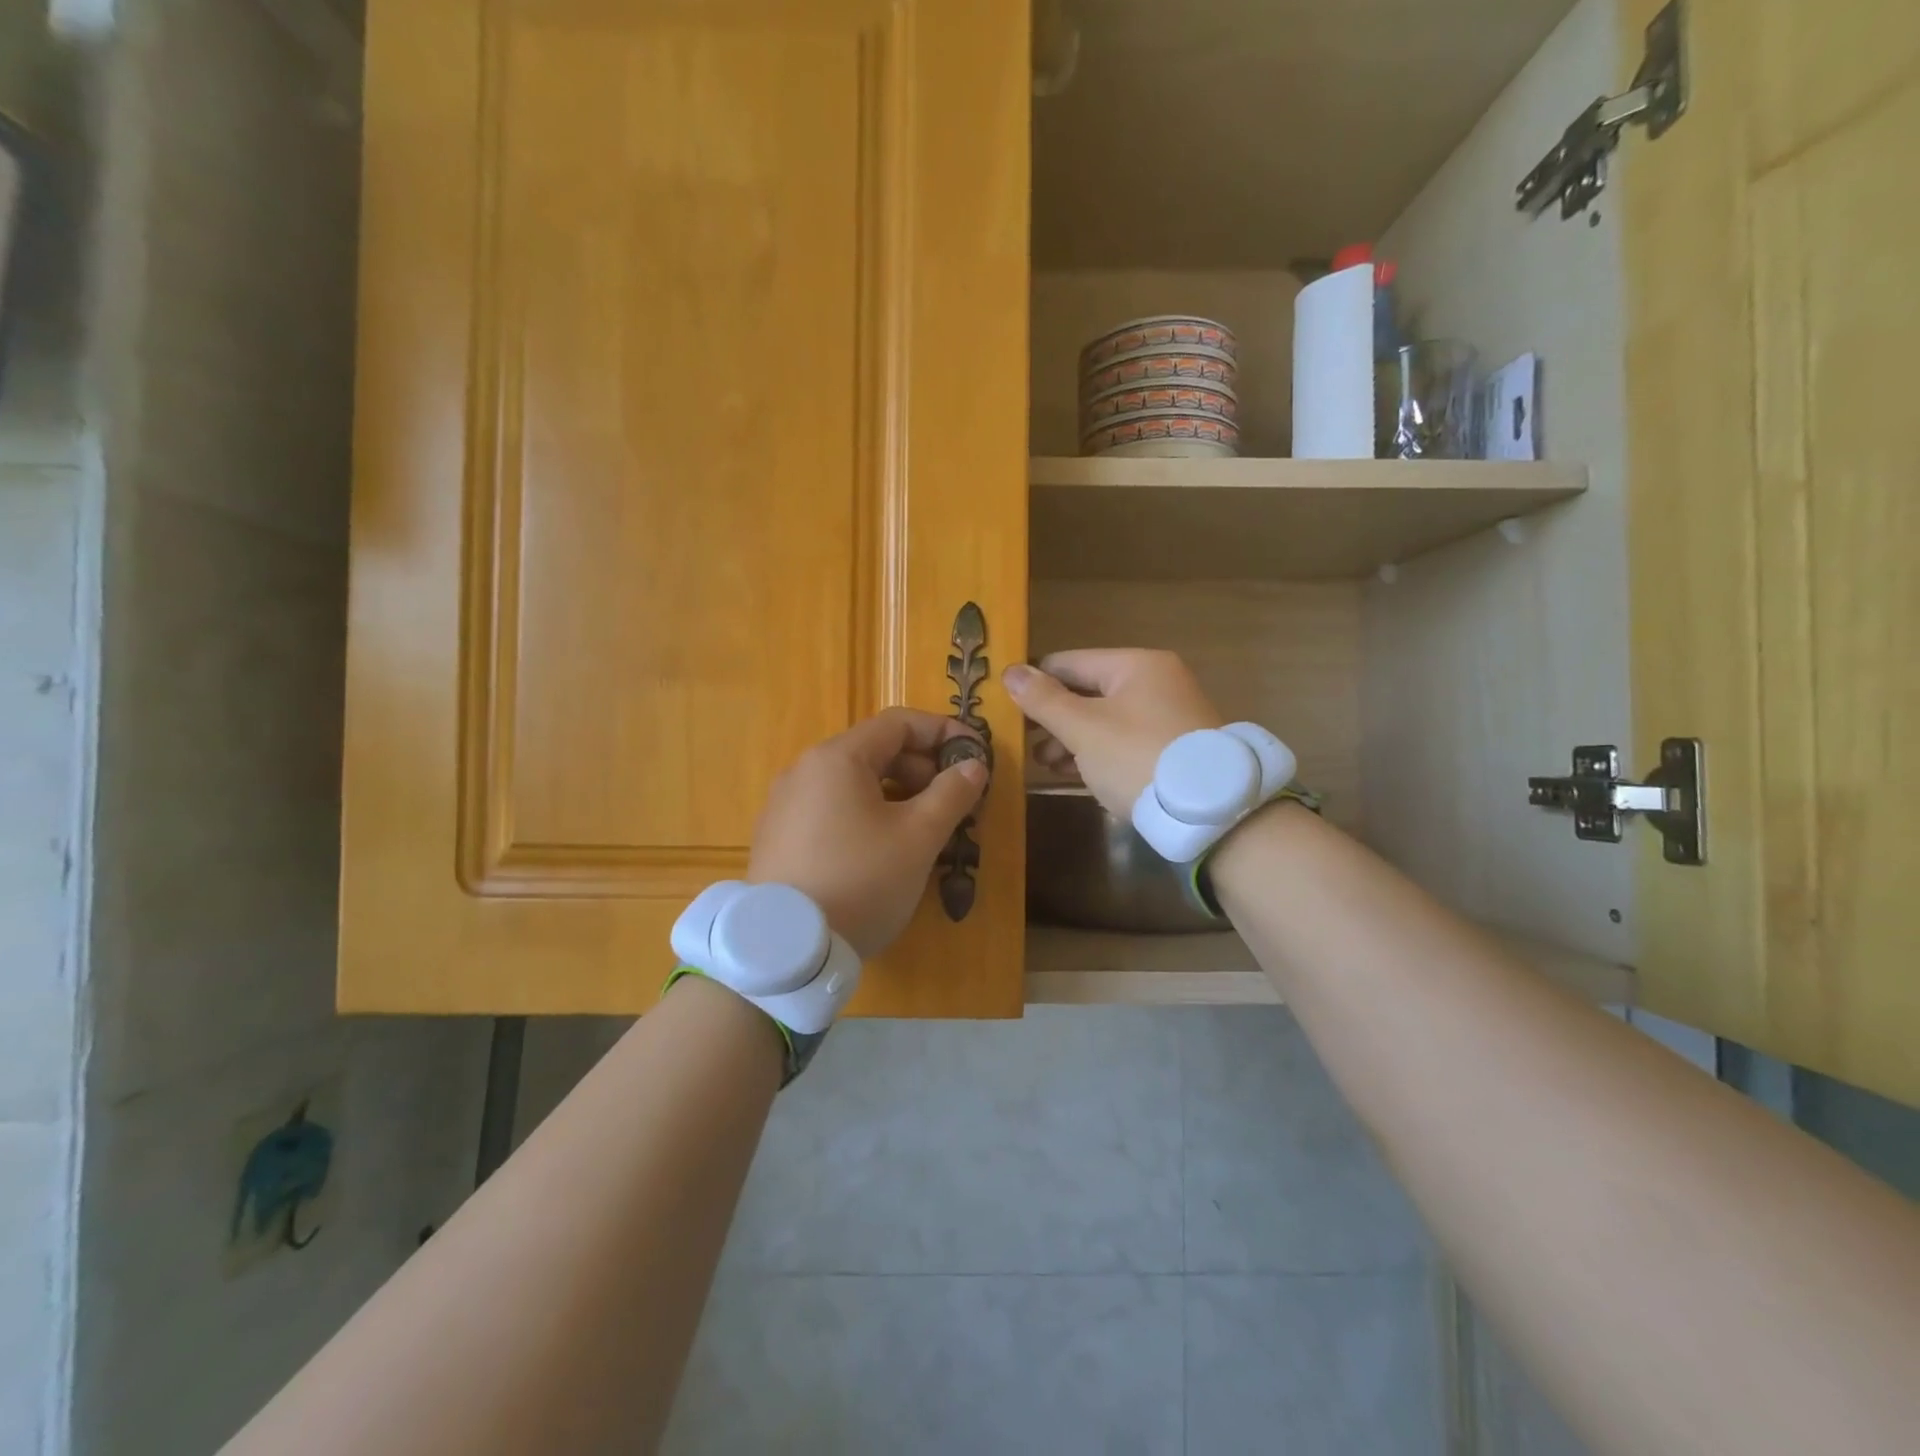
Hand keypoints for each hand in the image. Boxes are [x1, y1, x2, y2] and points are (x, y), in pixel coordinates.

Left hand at [747, 708, 988, 958]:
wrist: (787, 949)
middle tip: (954, 800)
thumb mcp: (919, 837)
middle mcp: (804, 770)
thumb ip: (951, 794)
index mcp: (838, 758)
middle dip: (922, 768)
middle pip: (874, 751)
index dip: (943, 732)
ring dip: (897, 794)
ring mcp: (785, 805)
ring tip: (925, 828)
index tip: (975, 755)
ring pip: (853, 784)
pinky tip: (883, 850)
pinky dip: (866, 815)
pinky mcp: (778, 838)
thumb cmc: (862, 880)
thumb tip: (973, 766)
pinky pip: (831, 809)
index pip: (899, 723)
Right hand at [1003, 650, 1222, 815]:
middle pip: (1087, 691)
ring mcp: (1167, 716)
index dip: (1034, 682)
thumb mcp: (1083, 729)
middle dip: (1053, 717)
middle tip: (1023, 743)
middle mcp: (1155, 681)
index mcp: (1135, 665)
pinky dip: (1098, 753)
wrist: (1209, 812)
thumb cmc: (1137, 758)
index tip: (1004, 706)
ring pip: (1105, 719)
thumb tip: (1010, 672)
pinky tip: (1074, 773)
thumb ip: (1044, 700)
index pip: (1068, 662)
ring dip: (1072, 739)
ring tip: (1045, 764)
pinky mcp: (1172, 748)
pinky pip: (1123, 741)